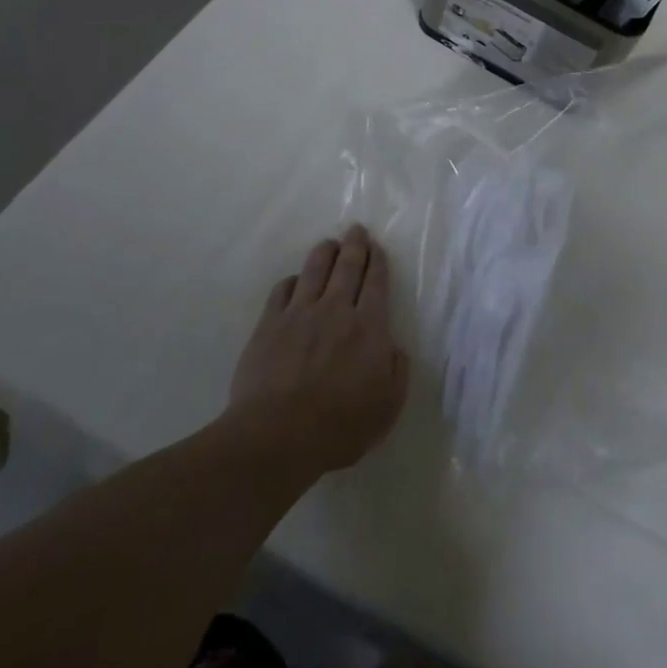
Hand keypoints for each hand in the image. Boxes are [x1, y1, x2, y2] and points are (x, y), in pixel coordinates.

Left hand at [228, 225, 409, 474]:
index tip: (377, 247)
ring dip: (324, 253)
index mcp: (369, 327)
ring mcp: (299, 314)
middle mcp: (336, 310)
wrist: (279, 437)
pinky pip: (282, 291)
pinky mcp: (269, 325)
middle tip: (356, 230)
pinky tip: (295, 281)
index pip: (376, 282)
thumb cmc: (341, 426)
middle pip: (347, 266)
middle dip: (354, 245)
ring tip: (329, 244)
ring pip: (314, 270)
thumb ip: (397, 371)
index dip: (378, 261)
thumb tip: (394, 347)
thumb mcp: (388, 406)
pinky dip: (292, 281)